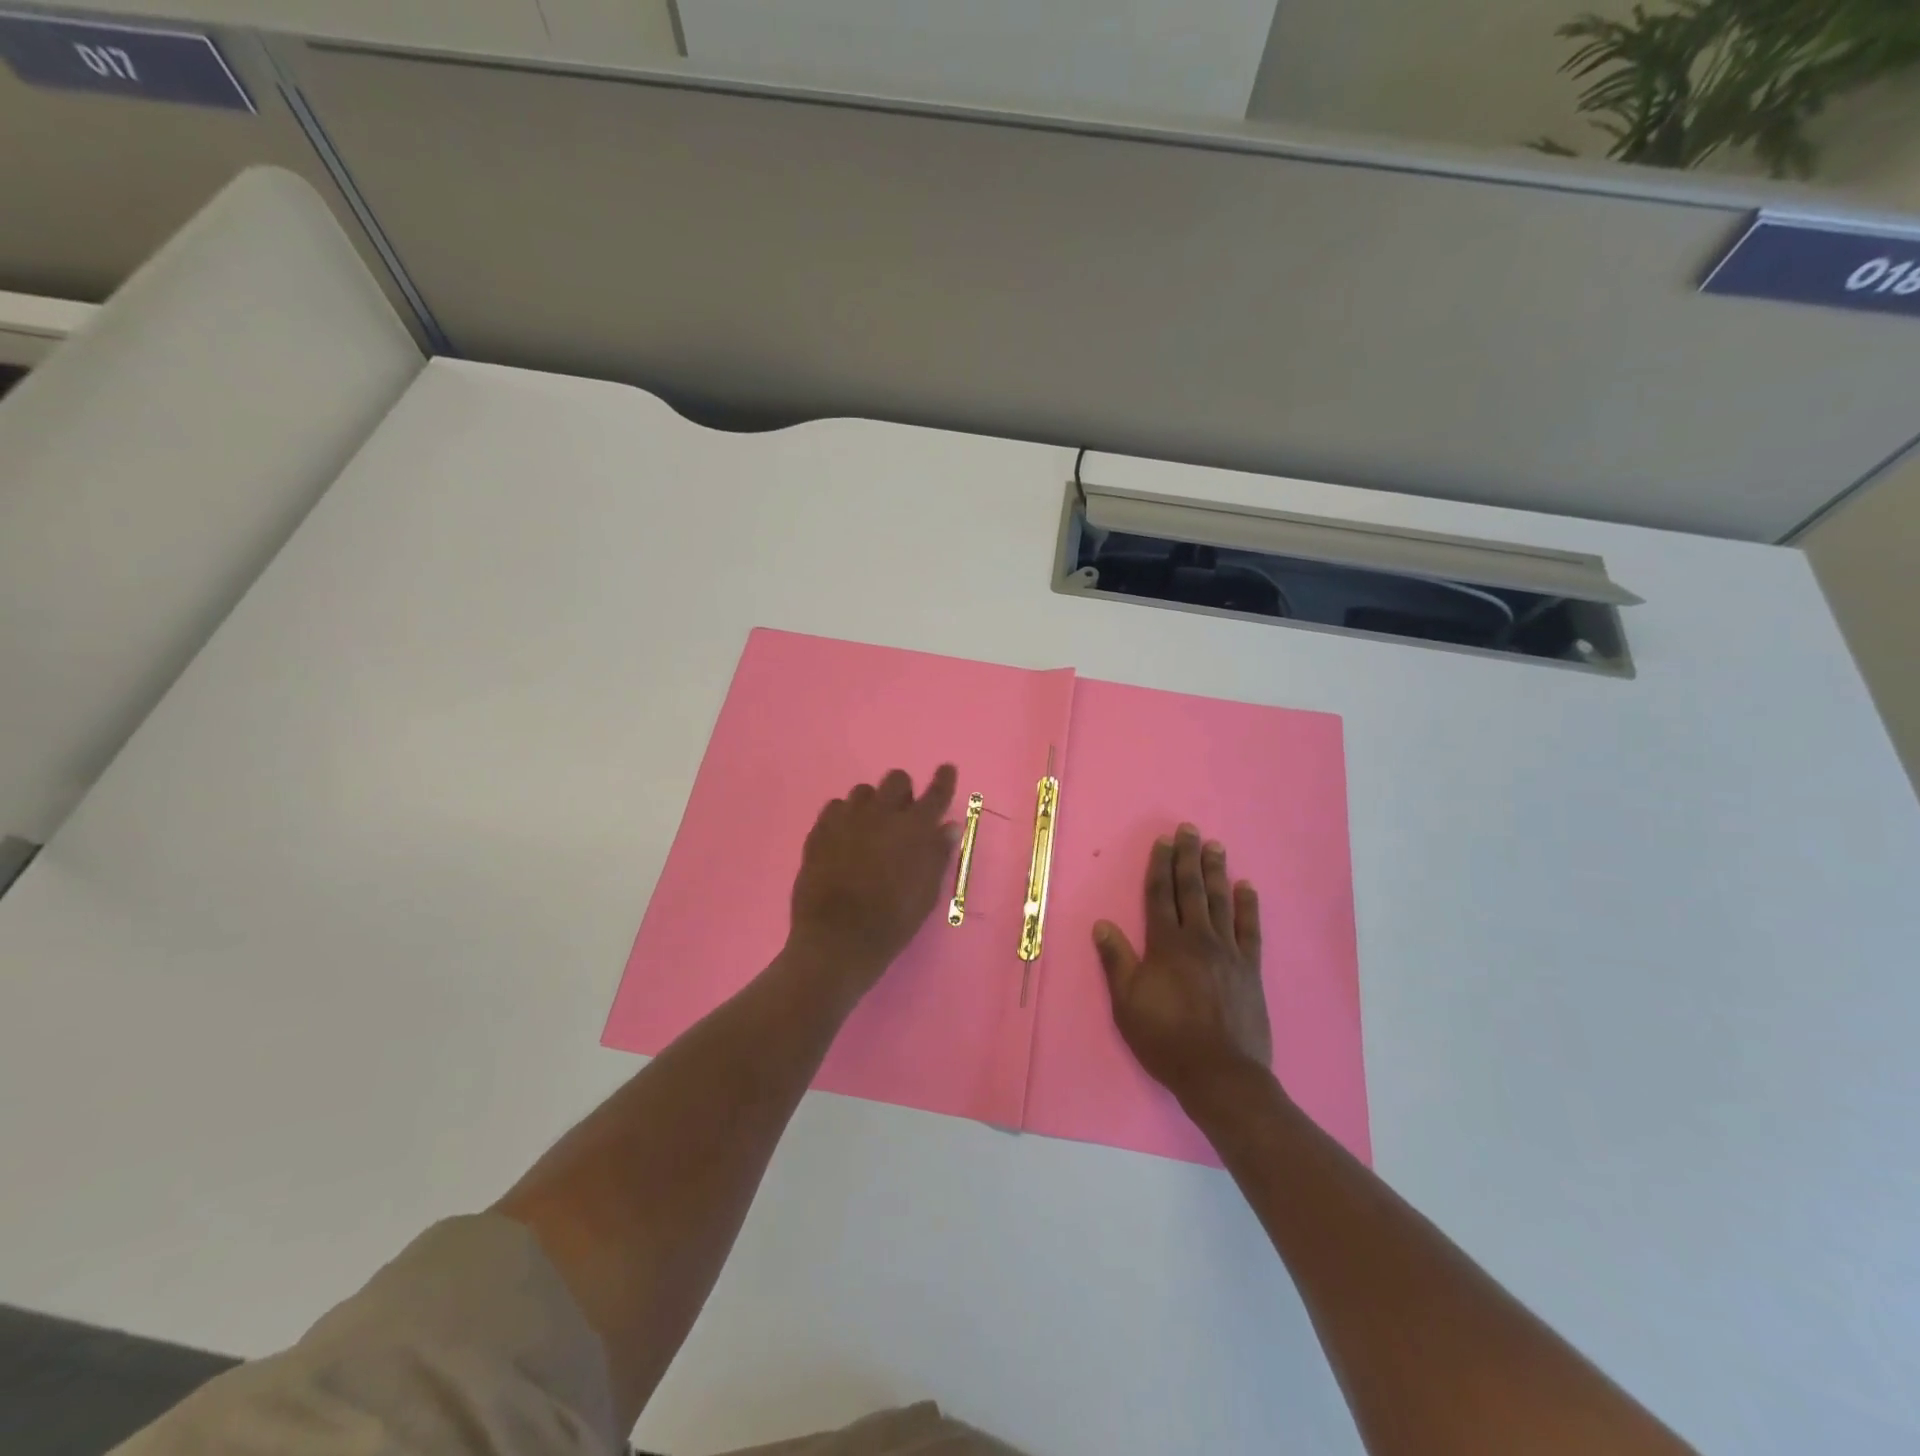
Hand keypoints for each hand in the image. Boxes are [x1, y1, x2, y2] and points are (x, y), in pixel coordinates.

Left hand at [786, 764, 959, 998]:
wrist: (837, 941)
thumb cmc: (892, 922)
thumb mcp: (926, 893)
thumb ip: (938, 855)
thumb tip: (948, 826)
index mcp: (915, 829)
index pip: (936, 793)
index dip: (943, 779)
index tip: (946, 769)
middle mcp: (882, 814)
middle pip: (896, 779)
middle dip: (902, 791)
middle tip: (901, 813)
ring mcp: (848, 819)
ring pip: (863, 790)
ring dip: (872, 803)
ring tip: (870, 827)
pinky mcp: (820, 830)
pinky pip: (835, 807)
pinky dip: (844, 816)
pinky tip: (844, 836)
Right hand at [1093, 824, 1271, 1104]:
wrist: (1220, 1075)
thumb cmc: (1166, 1039)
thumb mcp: (1127, 1003)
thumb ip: (1116, 960)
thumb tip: (1102, 924)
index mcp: (1166, 944)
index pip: (1161, 895)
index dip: (1160, 866)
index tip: (1163, 841)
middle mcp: (1198, 939)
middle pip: (1192, 889)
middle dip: (1188, 857)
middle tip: (1190, 829)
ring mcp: (1228, 952)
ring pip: (1221, 902)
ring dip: (1217, 872)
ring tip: (1216, 846)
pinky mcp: (1250, 969)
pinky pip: (1250, 929)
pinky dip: (1249, 906)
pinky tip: (1247, 887)